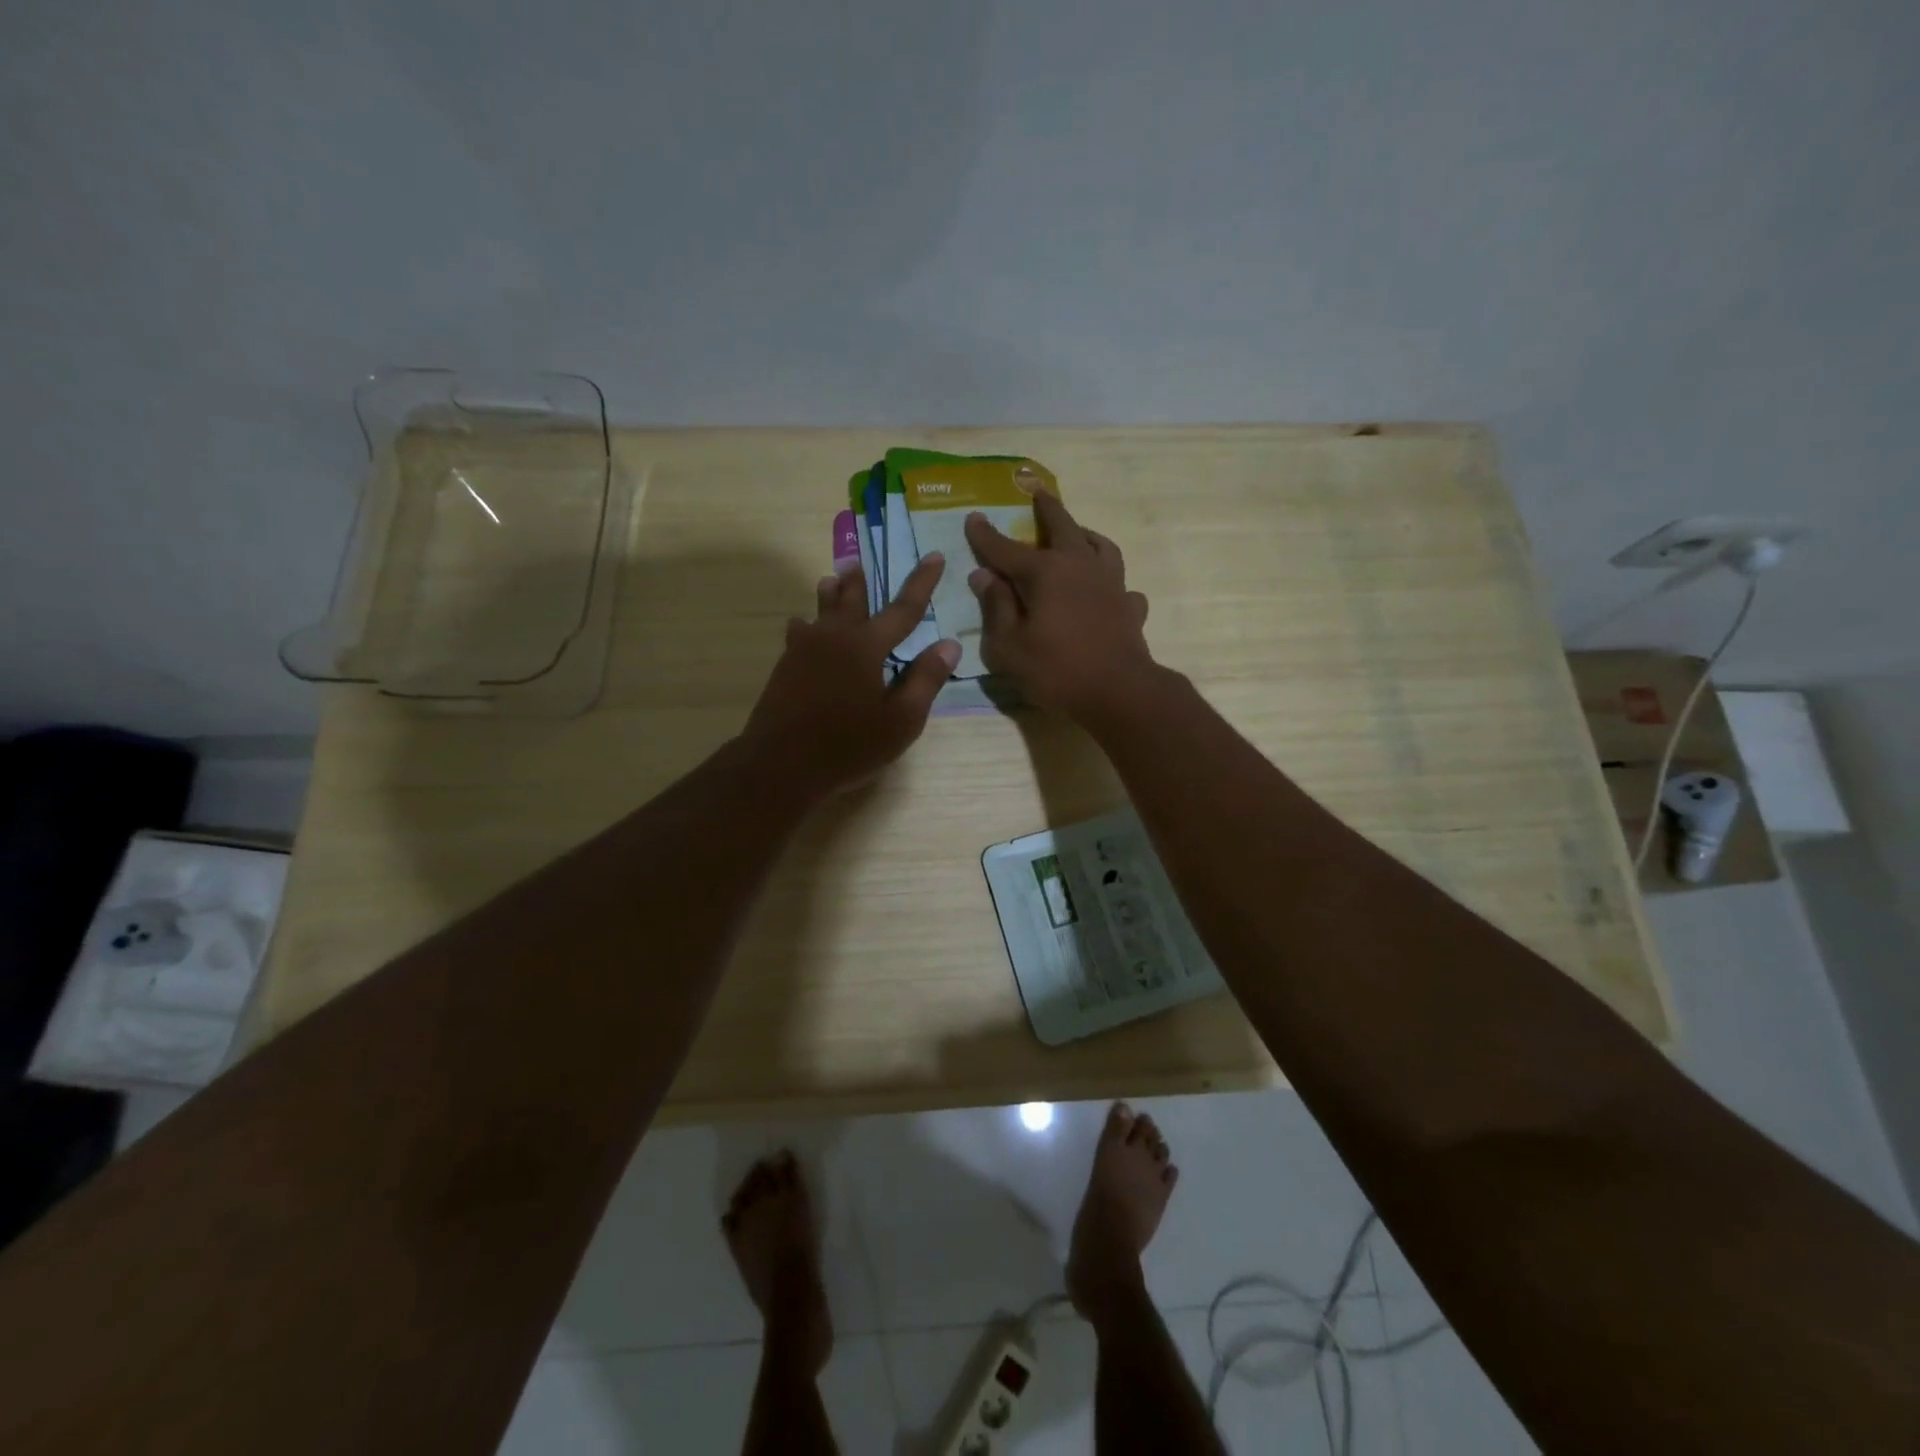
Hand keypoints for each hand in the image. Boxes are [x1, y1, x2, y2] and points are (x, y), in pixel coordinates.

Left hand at [741, 555, 960, 798]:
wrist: (781, 764)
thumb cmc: (849, 745)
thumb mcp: (901, 720)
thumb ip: (925, 680)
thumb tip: (949, 645)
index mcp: (867, 646)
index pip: (903, 609)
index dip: (921, 582)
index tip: (933, 555)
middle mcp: (835, 637)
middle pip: (851, 600)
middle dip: (859, 581)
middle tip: (859, 560)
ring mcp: (804, 650)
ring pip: (820, 612)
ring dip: (830, 594)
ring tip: (830, 579)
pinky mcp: (785, 667)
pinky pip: (799, 634)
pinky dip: (806, 624)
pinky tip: (800, 626)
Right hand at [964, 491, 1156, 720]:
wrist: (1119, 692)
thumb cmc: (1056, 671)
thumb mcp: (1008, 647)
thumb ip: (996, 608)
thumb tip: (984, 576)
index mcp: (1045, 573)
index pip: (1006, 549)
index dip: (986, 535)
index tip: (973, 517)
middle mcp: (1079, 566)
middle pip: (1062, 527)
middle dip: (1046, 509)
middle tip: (1038, 493)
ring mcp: (1111, 584)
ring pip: (1100, 545)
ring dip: (1084, 534)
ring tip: (1077, 534)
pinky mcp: (1130, 606)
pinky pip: (1120, 584)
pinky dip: (1110, 582)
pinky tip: (1105, 591)